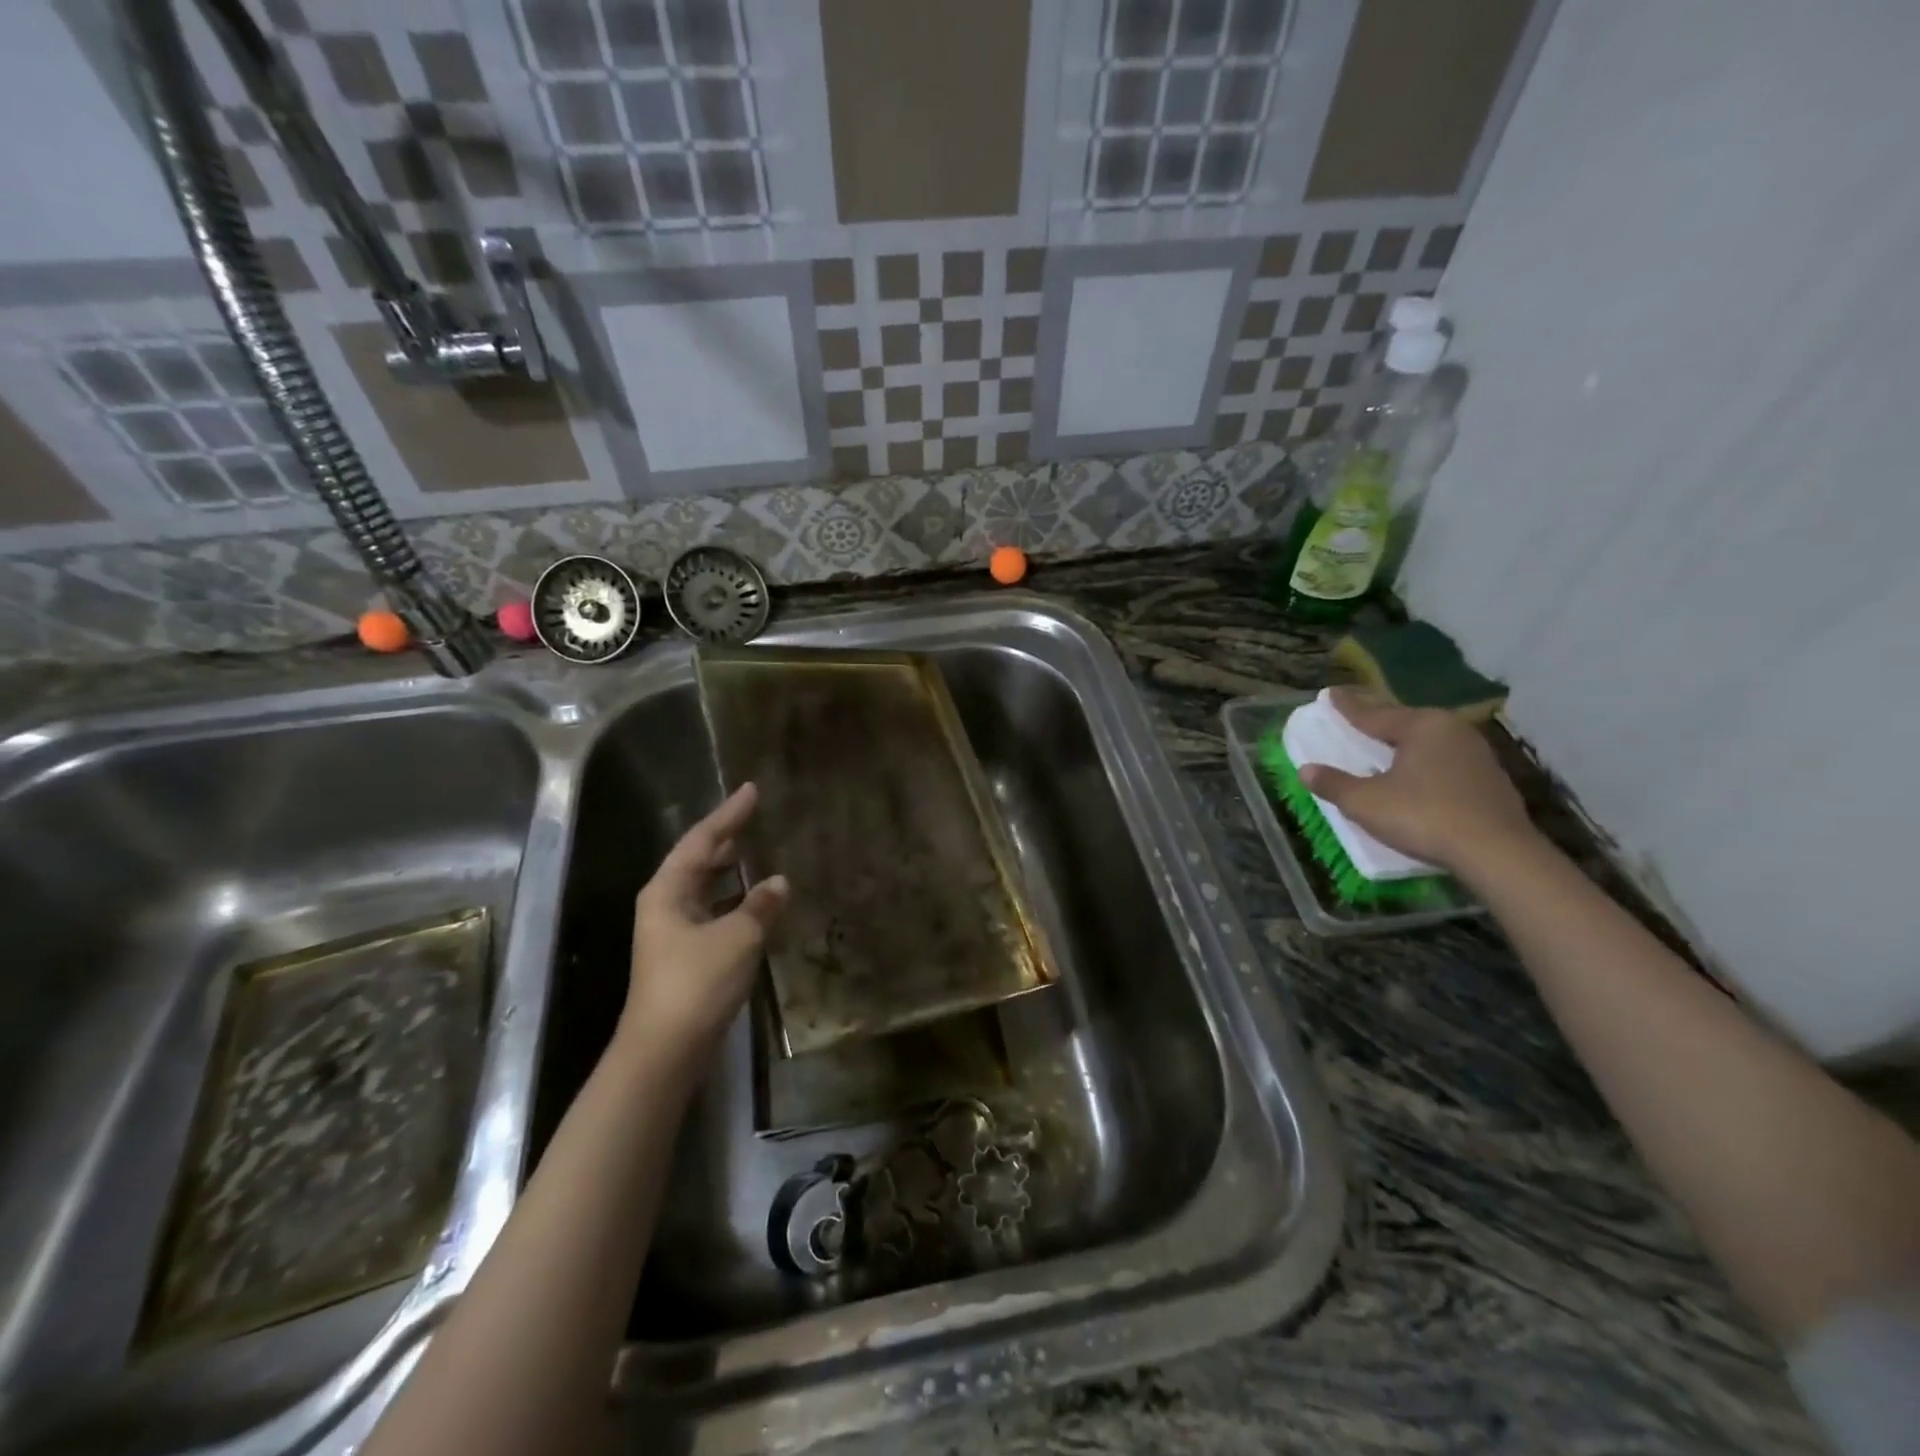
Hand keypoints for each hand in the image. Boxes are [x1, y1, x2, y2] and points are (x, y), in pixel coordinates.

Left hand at [621, 784, 788, 1065]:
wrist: (666, 1049)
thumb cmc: (697, 982)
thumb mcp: (737, 936)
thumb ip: (760, 905)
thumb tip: (779, 881)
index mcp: (668, 890)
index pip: (703, 839)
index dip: (729, 813)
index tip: (752, 789)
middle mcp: (666, 904)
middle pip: (699, 860)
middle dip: (728, 838)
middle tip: (756, 815)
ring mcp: (674, 931)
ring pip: (707, 887)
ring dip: (733, 871)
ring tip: (760, 850)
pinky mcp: (687, 954)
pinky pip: (715, 912)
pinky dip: (736, 901)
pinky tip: (759, 901)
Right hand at [1298, 688, 1537, 875]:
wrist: (1497, 853)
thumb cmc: (1423, 816)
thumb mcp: (1365, 802)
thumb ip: (1334, 784)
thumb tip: (1306, 770)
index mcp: (1422, 725)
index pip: (1374, 713)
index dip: (1347, 707)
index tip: (1330, 694)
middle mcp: (1453, 730)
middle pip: (1405, 723)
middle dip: (1379, 723)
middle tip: (1356, 720)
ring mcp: (1477, 755)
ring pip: (1428, 743)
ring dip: (1404, 746)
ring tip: (1384, 748)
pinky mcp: (1491, 781)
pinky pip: (1445, 763)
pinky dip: (1424, 766)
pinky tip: (1416, 777)